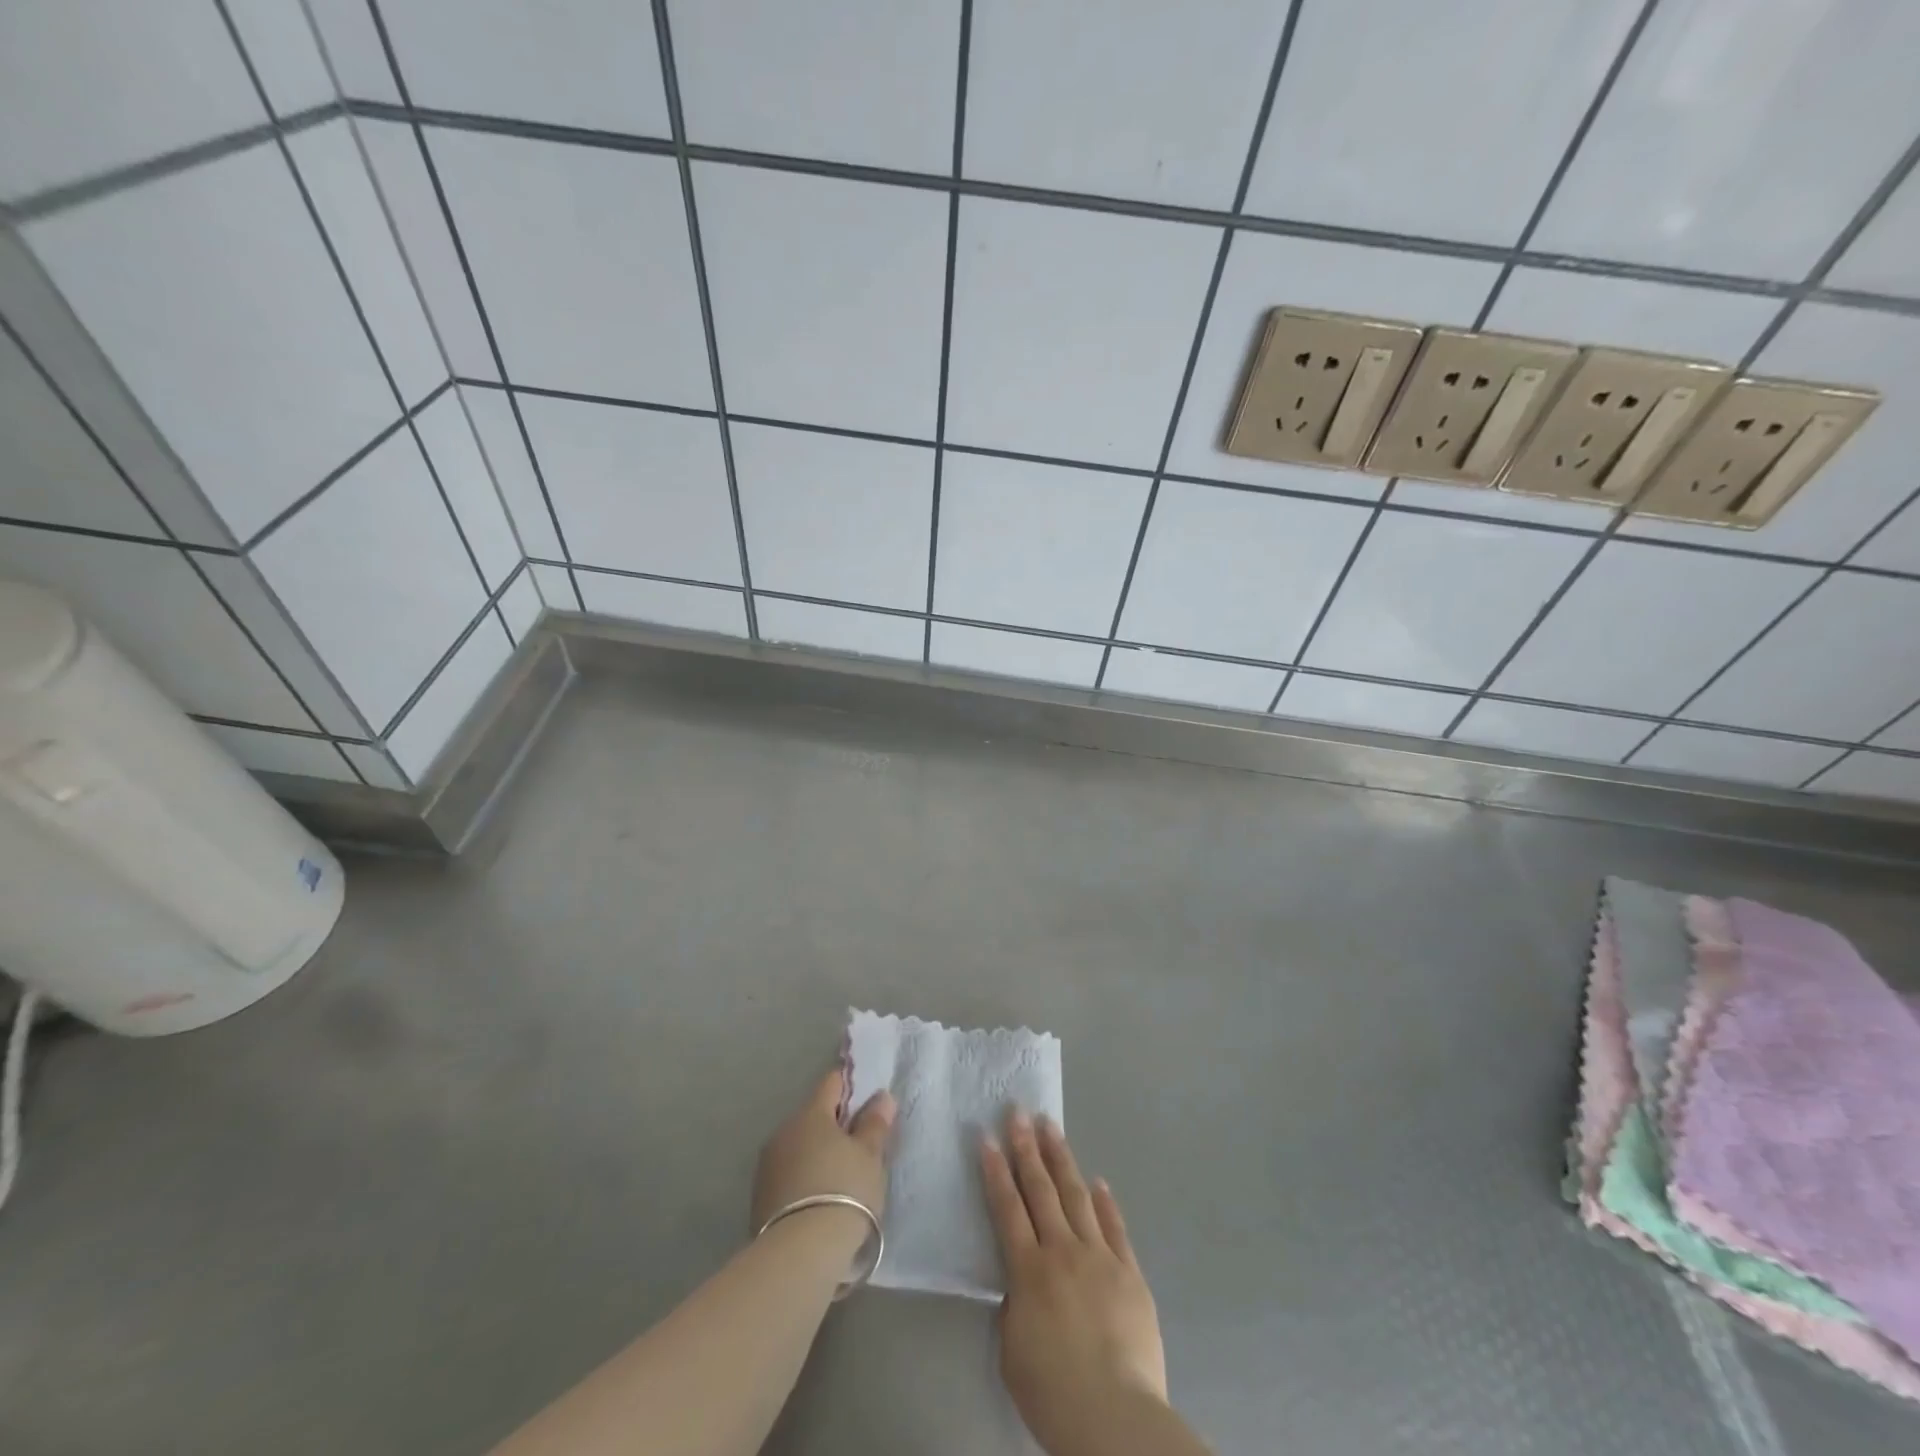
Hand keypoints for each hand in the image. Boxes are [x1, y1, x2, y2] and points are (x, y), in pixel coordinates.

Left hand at [751, 1068, 894, 1253]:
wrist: (800, 1255)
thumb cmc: (844, 1192)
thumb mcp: (870, 1156)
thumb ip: (875, 1123)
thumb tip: (881, 1096)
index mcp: (810, 1113)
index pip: (832, 1082)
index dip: (852, 1087)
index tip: (868, 1104)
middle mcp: (783, 1131)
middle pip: (814, 1116)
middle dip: (835, 1125)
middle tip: (861, 1147)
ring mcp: (767, 1165)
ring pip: (799, 1146)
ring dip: (818, 1153)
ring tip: (841, 1178)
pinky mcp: (759, 1198)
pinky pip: (789, 1174)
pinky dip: (804, 1178)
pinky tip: (820, 1200)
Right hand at [982, 1112, 1170, 1454]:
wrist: (1115, 1416)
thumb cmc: (1053, 1391)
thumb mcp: (1012, 1349)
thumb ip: (1014, 1304)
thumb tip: (1020, 1280)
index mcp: (1028, 1270)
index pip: (1007, 1208)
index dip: (996, 1170)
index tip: (987, 1137)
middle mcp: (1062, 1250)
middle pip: (1041, 1189)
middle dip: (1027, 1148)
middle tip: (1018, 1112)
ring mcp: (1099, 1256)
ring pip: (1077, 1195)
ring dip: (1062, 1159)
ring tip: (1051, 1127)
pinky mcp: (1129, 1271)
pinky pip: (1115, 1227)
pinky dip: (1105, 1202)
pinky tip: (1098, 1181)